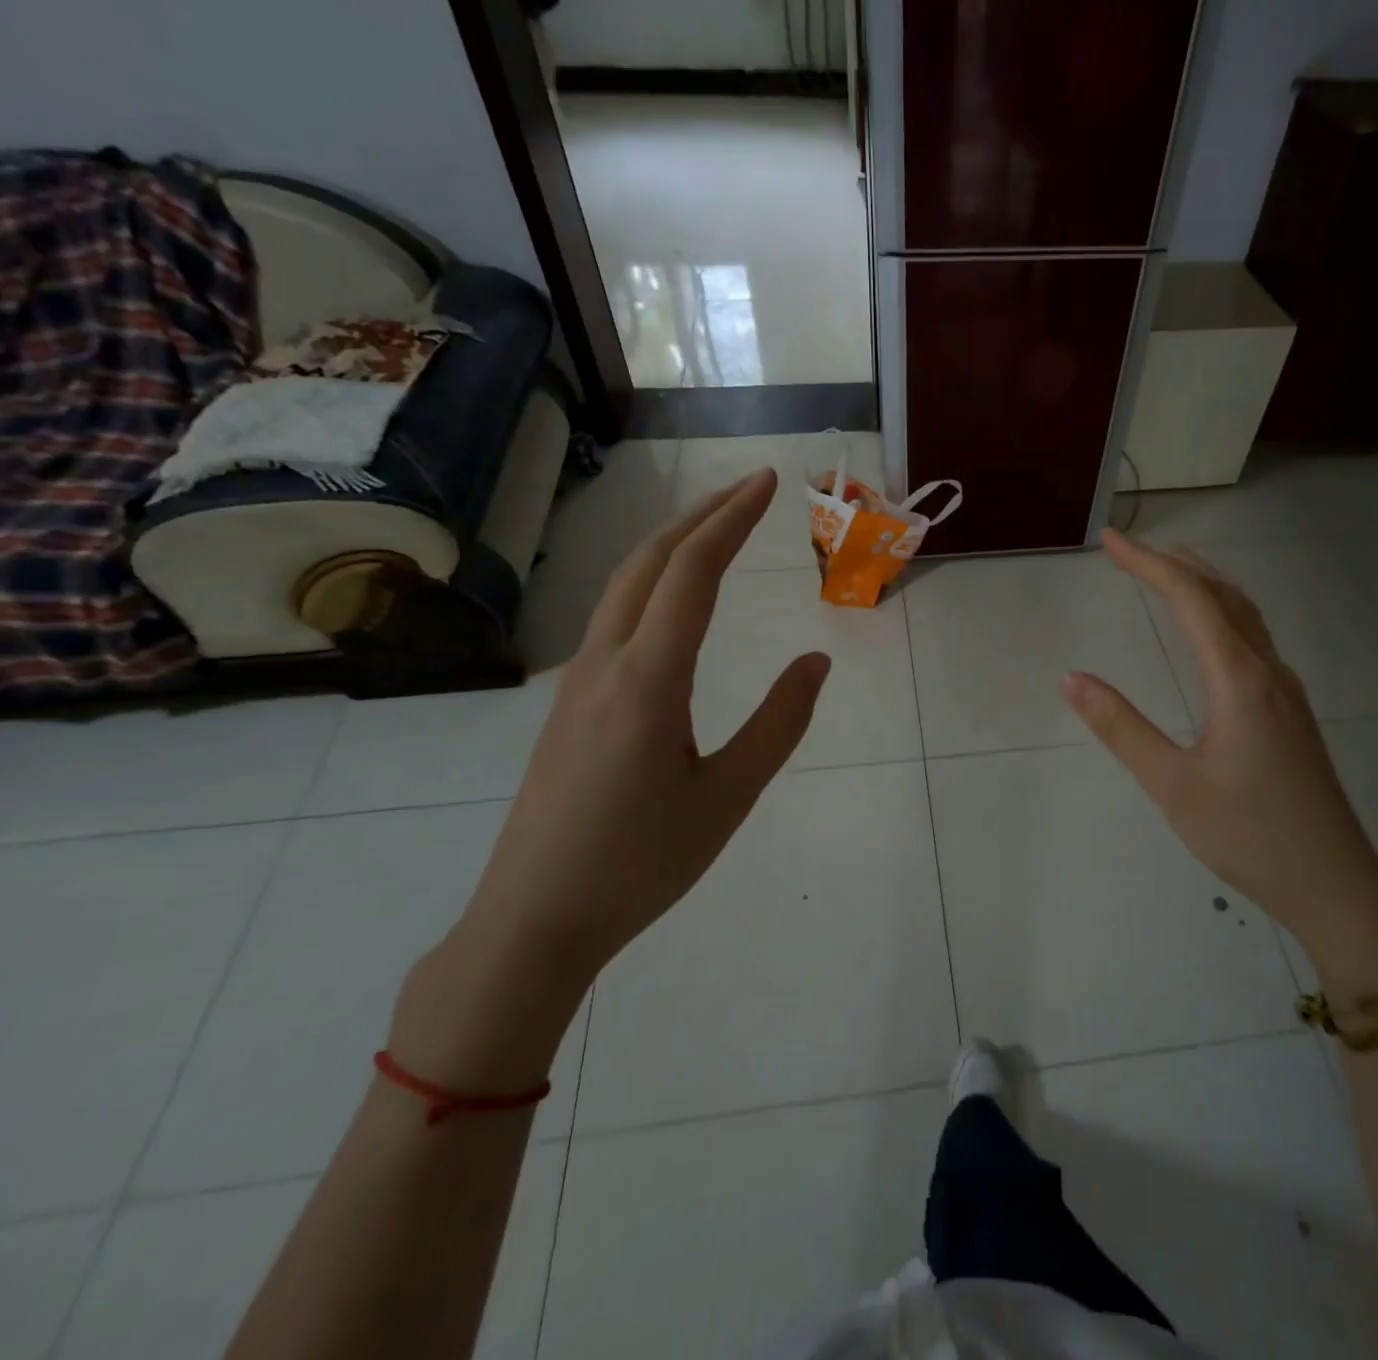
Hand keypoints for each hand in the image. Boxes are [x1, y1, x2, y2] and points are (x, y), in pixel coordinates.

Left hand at [410, 471, 828, 1069]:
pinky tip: (674, 601)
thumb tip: (817, 663)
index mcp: (647, 679)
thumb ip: (779, 724)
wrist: (533, 921)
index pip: (693, 572)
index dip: (732, 519)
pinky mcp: (568, 703)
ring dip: (673, 544)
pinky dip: (653, 582)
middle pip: (650, 561)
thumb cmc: (640, 863)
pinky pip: (613, 618)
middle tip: (750, 491)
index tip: (768, 483)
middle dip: (701, 515)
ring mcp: (577, 680)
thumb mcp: (728, 796)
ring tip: (719, 529)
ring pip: (624, 585)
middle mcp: (604, 662)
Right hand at [1062, 531, 1377, 974]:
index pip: (1191, 600)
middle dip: (1175, 563)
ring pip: (1245, 614)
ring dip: (1204, 583)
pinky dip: (1222, 611)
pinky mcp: (1290, 711)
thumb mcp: (1172, 784)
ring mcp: (1286, 690)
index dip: (1149, 564)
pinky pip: (1254, 638)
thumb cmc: (1248, 835)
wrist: (1334, 884)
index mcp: (1240, 679)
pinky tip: (1210, 629)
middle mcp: (1268, 671)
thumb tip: (1072, 678)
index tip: (1111, 541)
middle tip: (1130, 548)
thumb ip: (1121, 728)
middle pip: (1223, 594)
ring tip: (1167, 570)